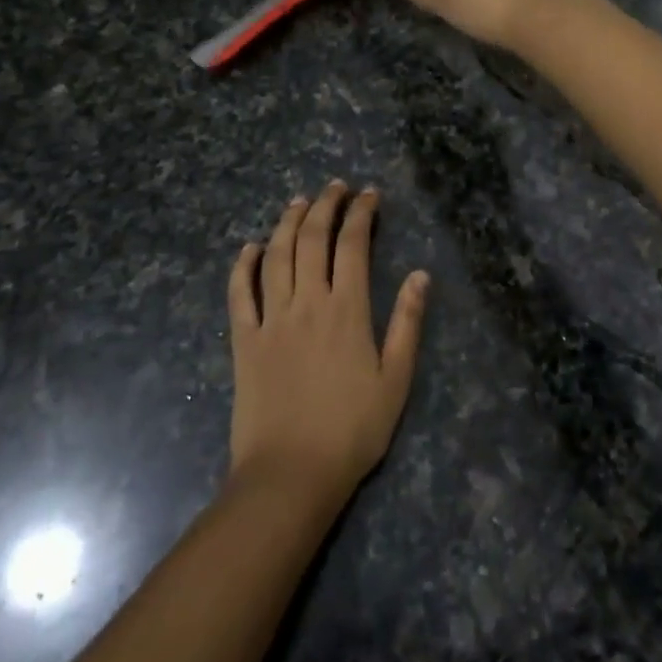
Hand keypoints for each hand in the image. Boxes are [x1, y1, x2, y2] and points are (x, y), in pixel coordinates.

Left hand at [227, 182, 428, 507]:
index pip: (353, 245)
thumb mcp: (396, 380)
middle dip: (325, 205)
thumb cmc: (352, 430)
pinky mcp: (244, 340)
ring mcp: (271, 319)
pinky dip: (243, 265)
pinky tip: (250, 247)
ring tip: (298, 201)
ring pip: (277, 255)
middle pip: (313, 239)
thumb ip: (407, 323)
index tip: (369, 194)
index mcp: (346, 309)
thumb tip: (421, 275)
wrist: (291, 474)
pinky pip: (240, 293)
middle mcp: (307, 302)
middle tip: (335, 187)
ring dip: (288, 223)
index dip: (361, 213)